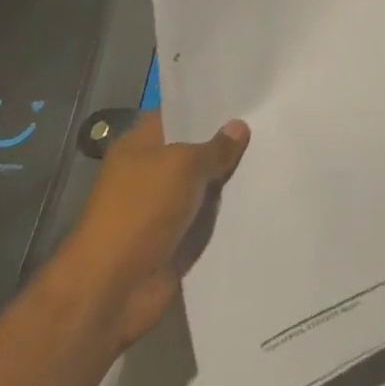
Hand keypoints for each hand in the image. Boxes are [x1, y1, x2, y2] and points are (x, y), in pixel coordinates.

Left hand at [56, 112, 249, 348]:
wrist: (110, 292)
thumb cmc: (140, 212)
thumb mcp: (183, 165)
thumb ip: (215, 147)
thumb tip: (239, 127)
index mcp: (139, 145)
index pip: (179, 113)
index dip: (209, 104)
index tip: (246, 94)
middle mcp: (149, 172)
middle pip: (195, 148)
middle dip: (226, 140)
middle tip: (268, 120)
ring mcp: (162, 208)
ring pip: (205, 183)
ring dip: (230, 177)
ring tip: (273, 152)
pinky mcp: (175, 239)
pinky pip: (207, 216)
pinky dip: (227, 210)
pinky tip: (262, 191)